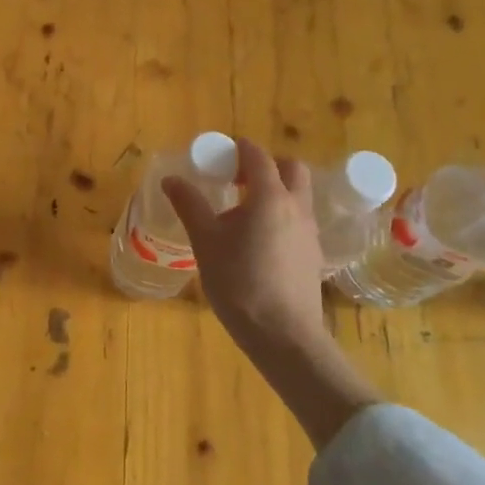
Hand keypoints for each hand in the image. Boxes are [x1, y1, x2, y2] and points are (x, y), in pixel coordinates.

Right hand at [163, 137, 327, 350]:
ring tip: (244, 212)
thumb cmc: (239, 282)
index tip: (218, 155)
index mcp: (270, 196)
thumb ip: (190, 205)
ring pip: (298, 194)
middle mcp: (296, 207)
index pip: (258, 156)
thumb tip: (171, 179)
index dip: (238, 149)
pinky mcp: (313, 254)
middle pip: (290, 168)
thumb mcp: (205, 242)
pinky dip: (281, 215)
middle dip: (266, 165)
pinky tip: (259, 241)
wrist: (283, 335)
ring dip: (275, 190)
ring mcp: (310, 231)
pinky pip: (299, 219)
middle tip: (237, 179)